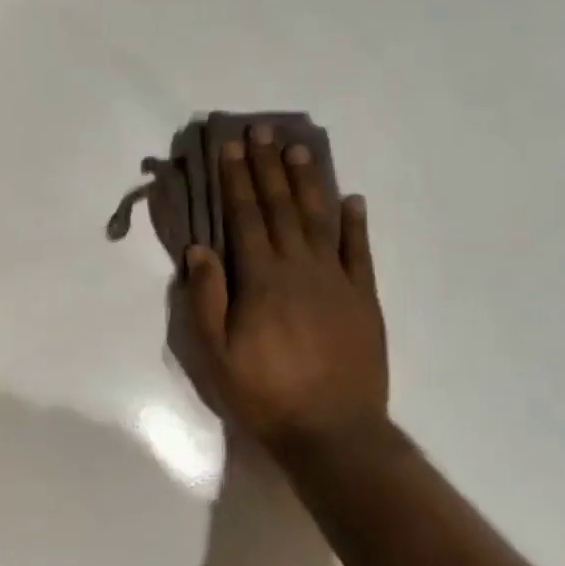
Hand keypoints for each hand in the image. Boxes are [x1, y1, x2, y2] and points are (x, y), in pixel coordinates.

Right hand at [177, 126, 387, 453]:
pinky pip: (360, 252)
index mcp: (261, 278)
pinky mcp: (364, 299)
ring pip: (320, 220)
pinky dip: (356, 223)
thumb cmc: (264, 393)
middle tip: (263, 131)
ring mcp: (337, 281)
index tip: (231, 146)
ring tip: (300, 149)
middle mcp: (300, 268)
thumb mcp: (216, 352)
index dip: (236, 179)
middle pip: (281, 207)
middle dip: (268, 167)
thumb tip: (200, 249)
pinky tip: (353, 199)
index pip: (245, 216)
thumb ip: (207, 297)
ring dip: (308, 182)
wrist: (334, 434)